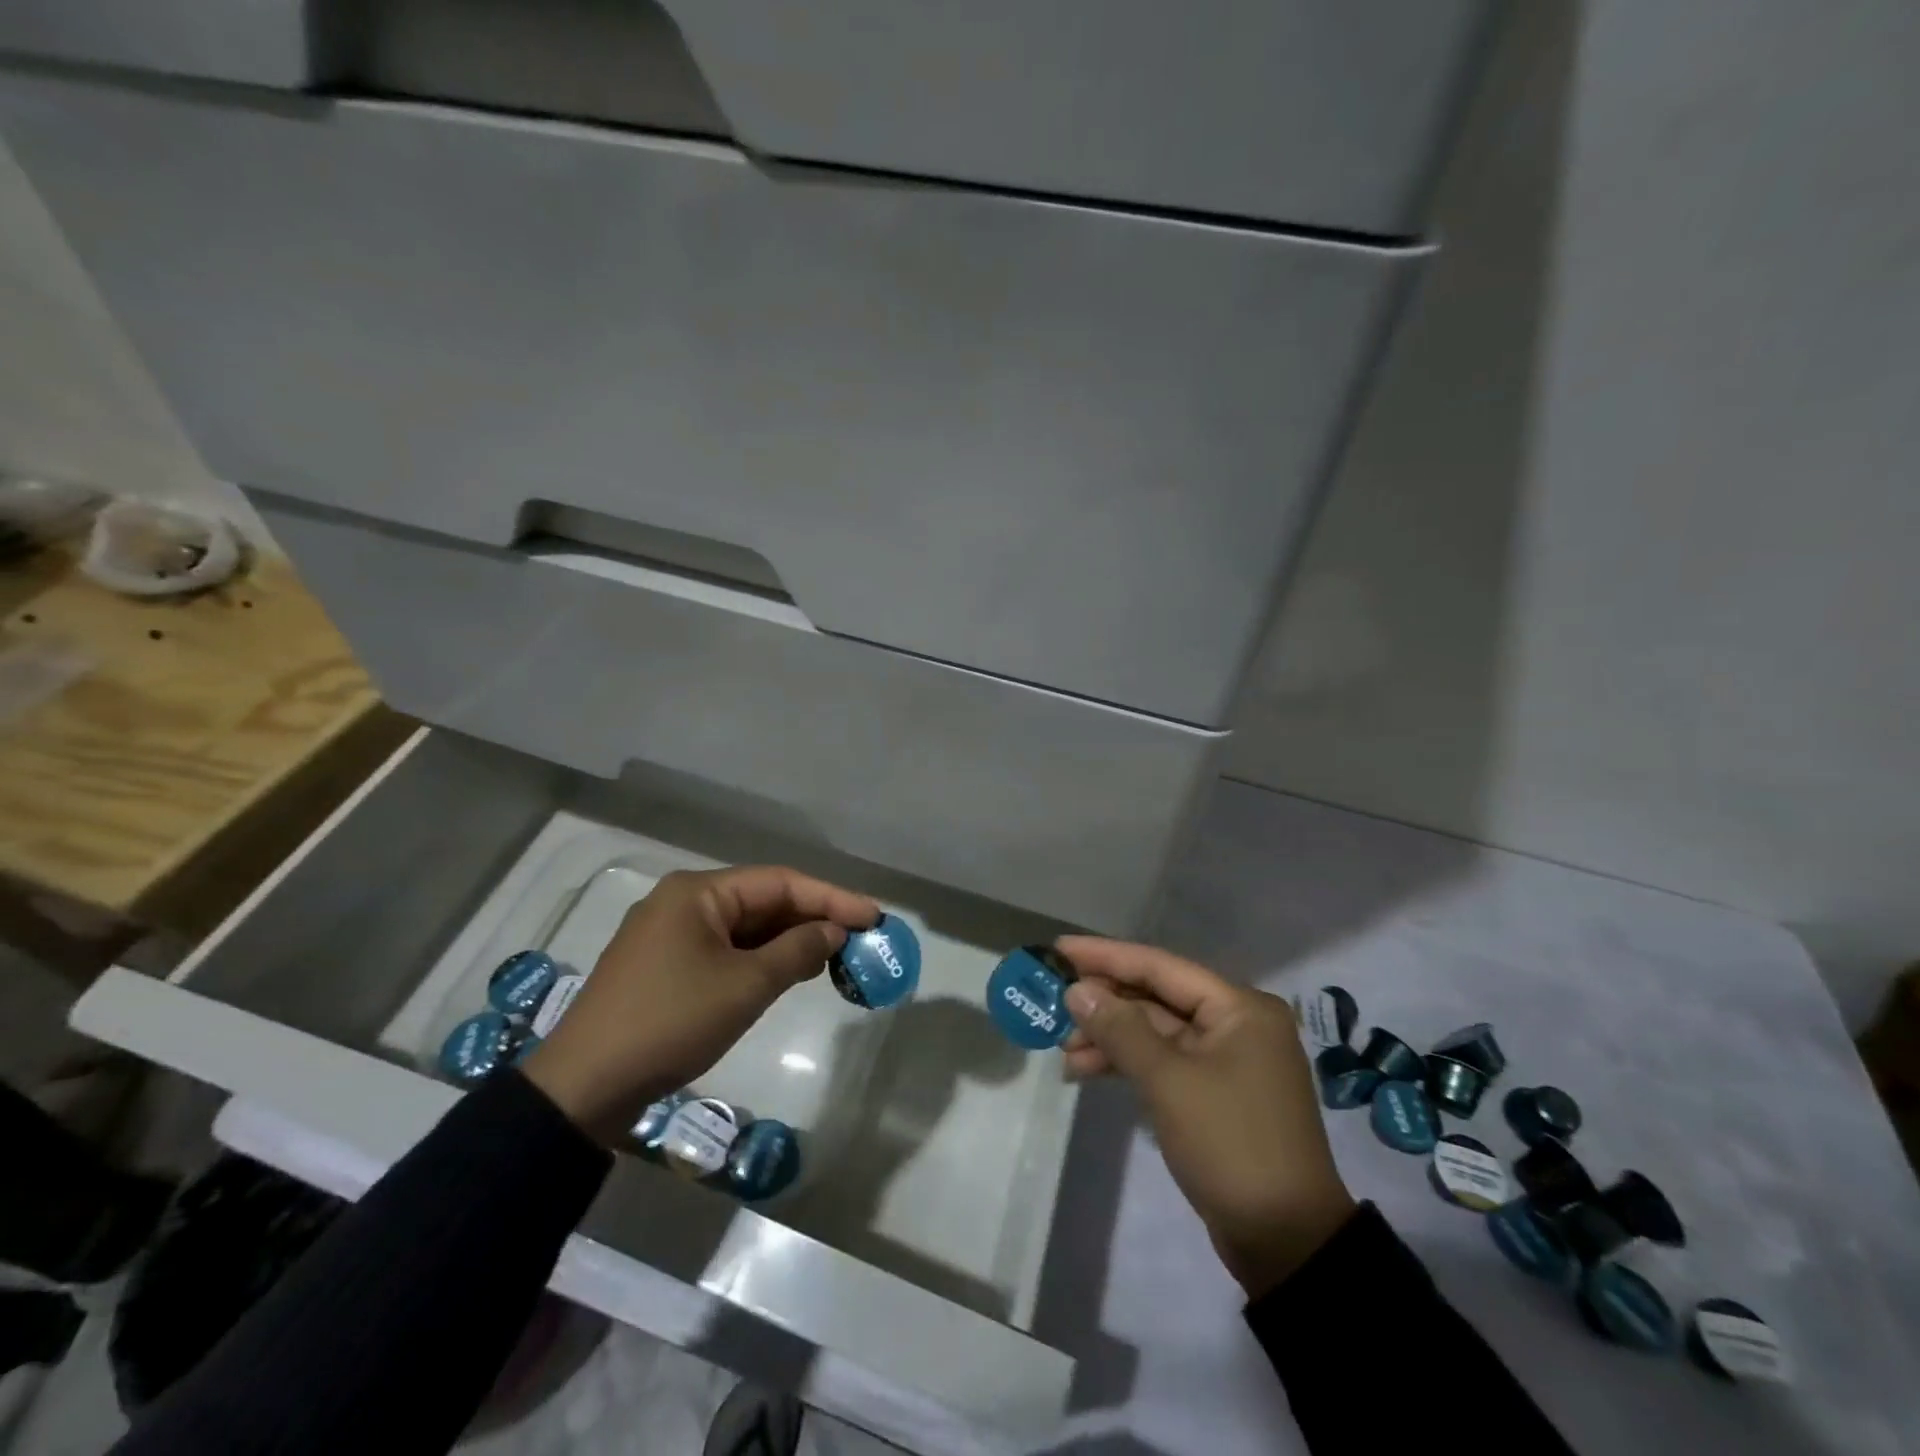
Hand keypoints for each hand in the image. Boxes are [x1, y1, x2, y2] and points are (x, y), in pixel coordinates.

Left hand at [522, 866, 878, 1144]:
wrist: (584, 1087)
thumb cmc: (671, 1022)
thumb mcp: (745, 986)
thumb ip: (797, 951)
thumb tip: (833, 931)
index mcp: (699, 892)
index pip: (780, 882)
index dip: (832, 898)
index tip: (873, 916)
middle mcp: (683, 901)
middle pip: (762, 900)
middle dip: (811, 918)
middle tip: (857, 939)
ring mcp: (669, 934)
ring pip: (744, 927)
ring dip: (787, 940)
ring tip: (831, 958)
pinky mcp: (663, 966)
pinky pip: (724, 949)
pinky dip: (759, 958)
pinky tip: (786, 973)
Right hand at [1057, 937, 1356, 1299]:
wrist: (1287, 1242)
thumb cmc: (1231, 1145)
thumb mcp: (1169, 1082)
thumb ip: (1120, 1029)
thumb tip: (1077, 990)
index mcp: (1239, 1007)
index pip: (1160, 966)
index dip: (1105, 956)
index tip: (1059, 949)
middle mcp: (1236, 1023)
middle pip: (1157, 997)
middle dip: (1104, 1003)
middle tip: (1053, 1003)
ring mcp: (1227, 1059)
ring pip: (1156, 1031)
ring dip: (1110, 1037)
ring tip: (1063, 1050)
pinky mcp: (1215, 1093)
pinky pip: (1163, 1061)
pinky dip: (1128, 1063)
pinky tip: (1087, 1071)